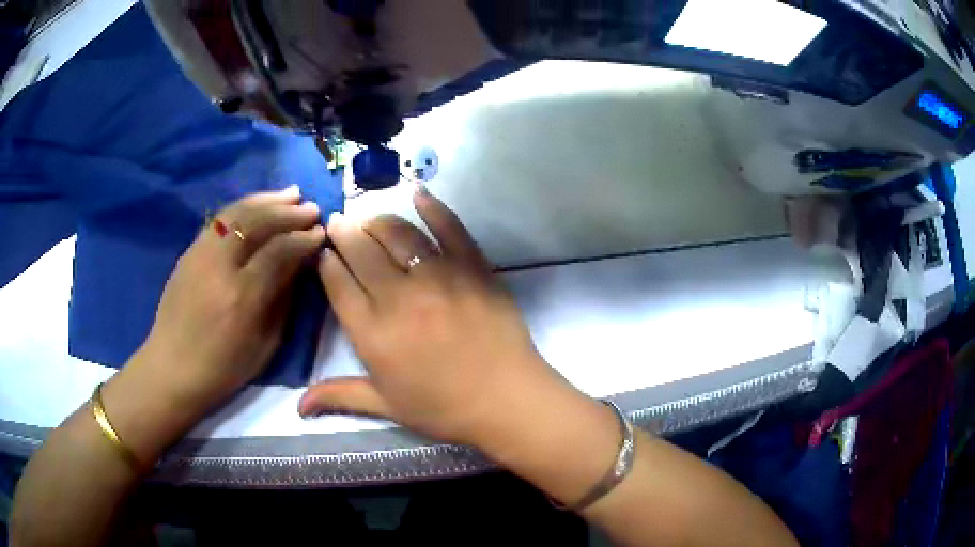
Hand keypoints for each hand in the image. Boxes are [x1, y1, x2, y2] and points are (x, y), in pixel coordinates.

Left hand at [138, 187, 325, 412]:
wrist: (172, 368)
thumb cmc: (224, 368)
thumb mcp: (265, 344)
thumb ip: (283, 299)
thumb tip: (300, 263)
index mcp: (242, 297)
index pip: (278, 251)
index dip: (302, 238)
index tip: (321, 233)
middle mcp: (219, 267)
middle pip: (257, 223)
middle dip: (288, 212)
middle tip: (311, 208)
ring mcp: (199, 254)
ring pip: (236, 213)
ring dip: (267, 201)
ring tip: (291, 195)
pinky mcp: (188, 252)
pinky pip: (219, 219)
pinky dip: (244, 207)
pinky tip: (259, 205)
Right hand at [299, 188, 567, 446]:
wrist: (506, 400)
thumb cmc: (443, 409)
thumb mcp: (386, 406)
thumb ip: (339, 396)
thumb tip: (298, 406)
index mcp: (372, 334)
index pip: (337, 284)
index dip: (326, 262)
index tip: (323, 250)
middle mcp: (398, 298)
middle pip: (361, 252)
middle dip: (344, 232)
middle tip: (338, 222)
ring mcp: (438, 277)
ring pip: (398, 235)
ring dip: (377, 220)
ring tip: (368, 217)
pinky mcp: (472, 267)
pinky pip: (450, 228)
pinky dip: (433, 207)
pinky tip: (418, 192)